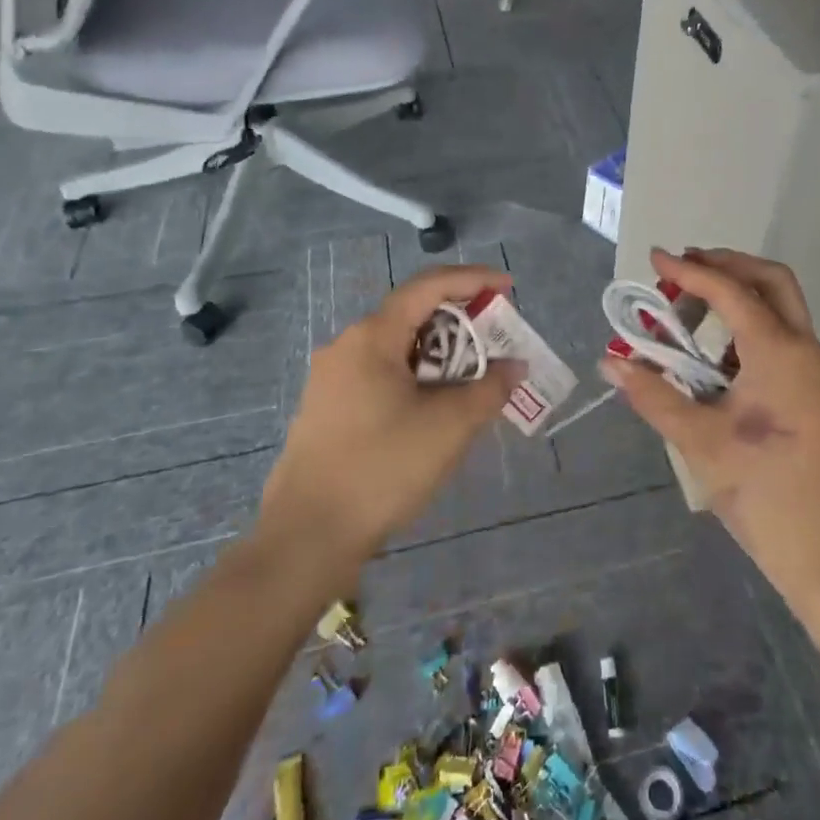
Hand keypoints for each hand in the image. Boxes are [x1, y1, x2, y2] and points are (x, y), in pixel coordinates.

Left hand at [260, 265, 524, 559]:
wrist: (305, 539)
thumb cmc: (381, 468)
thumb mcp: (449, 426)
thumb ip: (489, 388)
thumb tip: (514, 367)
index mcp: (372, 336)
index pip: (429, 286)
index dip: (473, 279)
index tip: (509, 288)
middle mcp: (347, 345)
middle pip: (412, 314)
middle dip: (460, 320)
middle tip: (496, 338)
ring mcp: (332, 378)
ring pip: (397, 347)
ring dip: (439, 352)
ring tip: (473, 376)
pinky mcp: (327, 408)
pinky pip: (381, 374)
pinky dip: (416, 376)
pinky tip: (435, 406)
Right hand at [602, 248, 819, 596]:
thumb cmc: (766, 492)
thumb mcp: (700, 441)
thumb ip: (654, 395)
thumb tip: (610, 360)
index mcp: (778, 351)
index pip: (729, 291)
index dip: (688, 271)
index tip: (653, 259)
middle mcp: (801, 347)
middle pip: (769, 279)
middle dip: (726, 264)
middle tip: (682, 269)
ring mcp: (810, 369)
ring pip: (778, 305)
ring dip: (737, 293)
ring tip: (688, 307)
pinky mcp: (809, 389)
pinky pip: (778, 335)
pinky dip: (745, 324)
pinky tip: (711, 352)